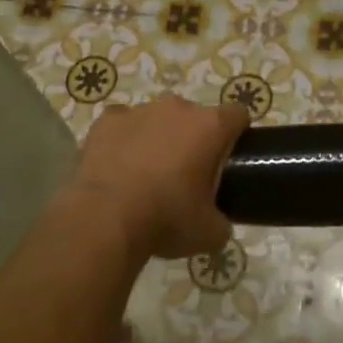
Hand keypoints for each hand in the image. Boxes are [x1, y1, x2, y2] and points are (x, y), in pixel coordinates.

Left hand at [66, 97, 248, 263]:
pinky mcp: (106, 121)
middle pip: (195, 117)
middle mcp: (177, 108)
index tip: (229, 158)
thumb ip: (222, 220)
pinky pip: (122, 125)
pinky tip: (118, 167)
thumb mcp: (210, 233)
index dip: (237, 134)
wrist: (105, 220)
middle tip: (185, 175)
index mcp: (209, 127)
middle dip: (193, 139)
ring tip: (146, 175)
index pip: (237, 115)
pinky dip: (124, 140)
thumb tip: (217, 222)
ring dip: (157, 138)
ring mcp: (139, 111)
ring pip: (157, 119)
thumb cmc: (166, 220)